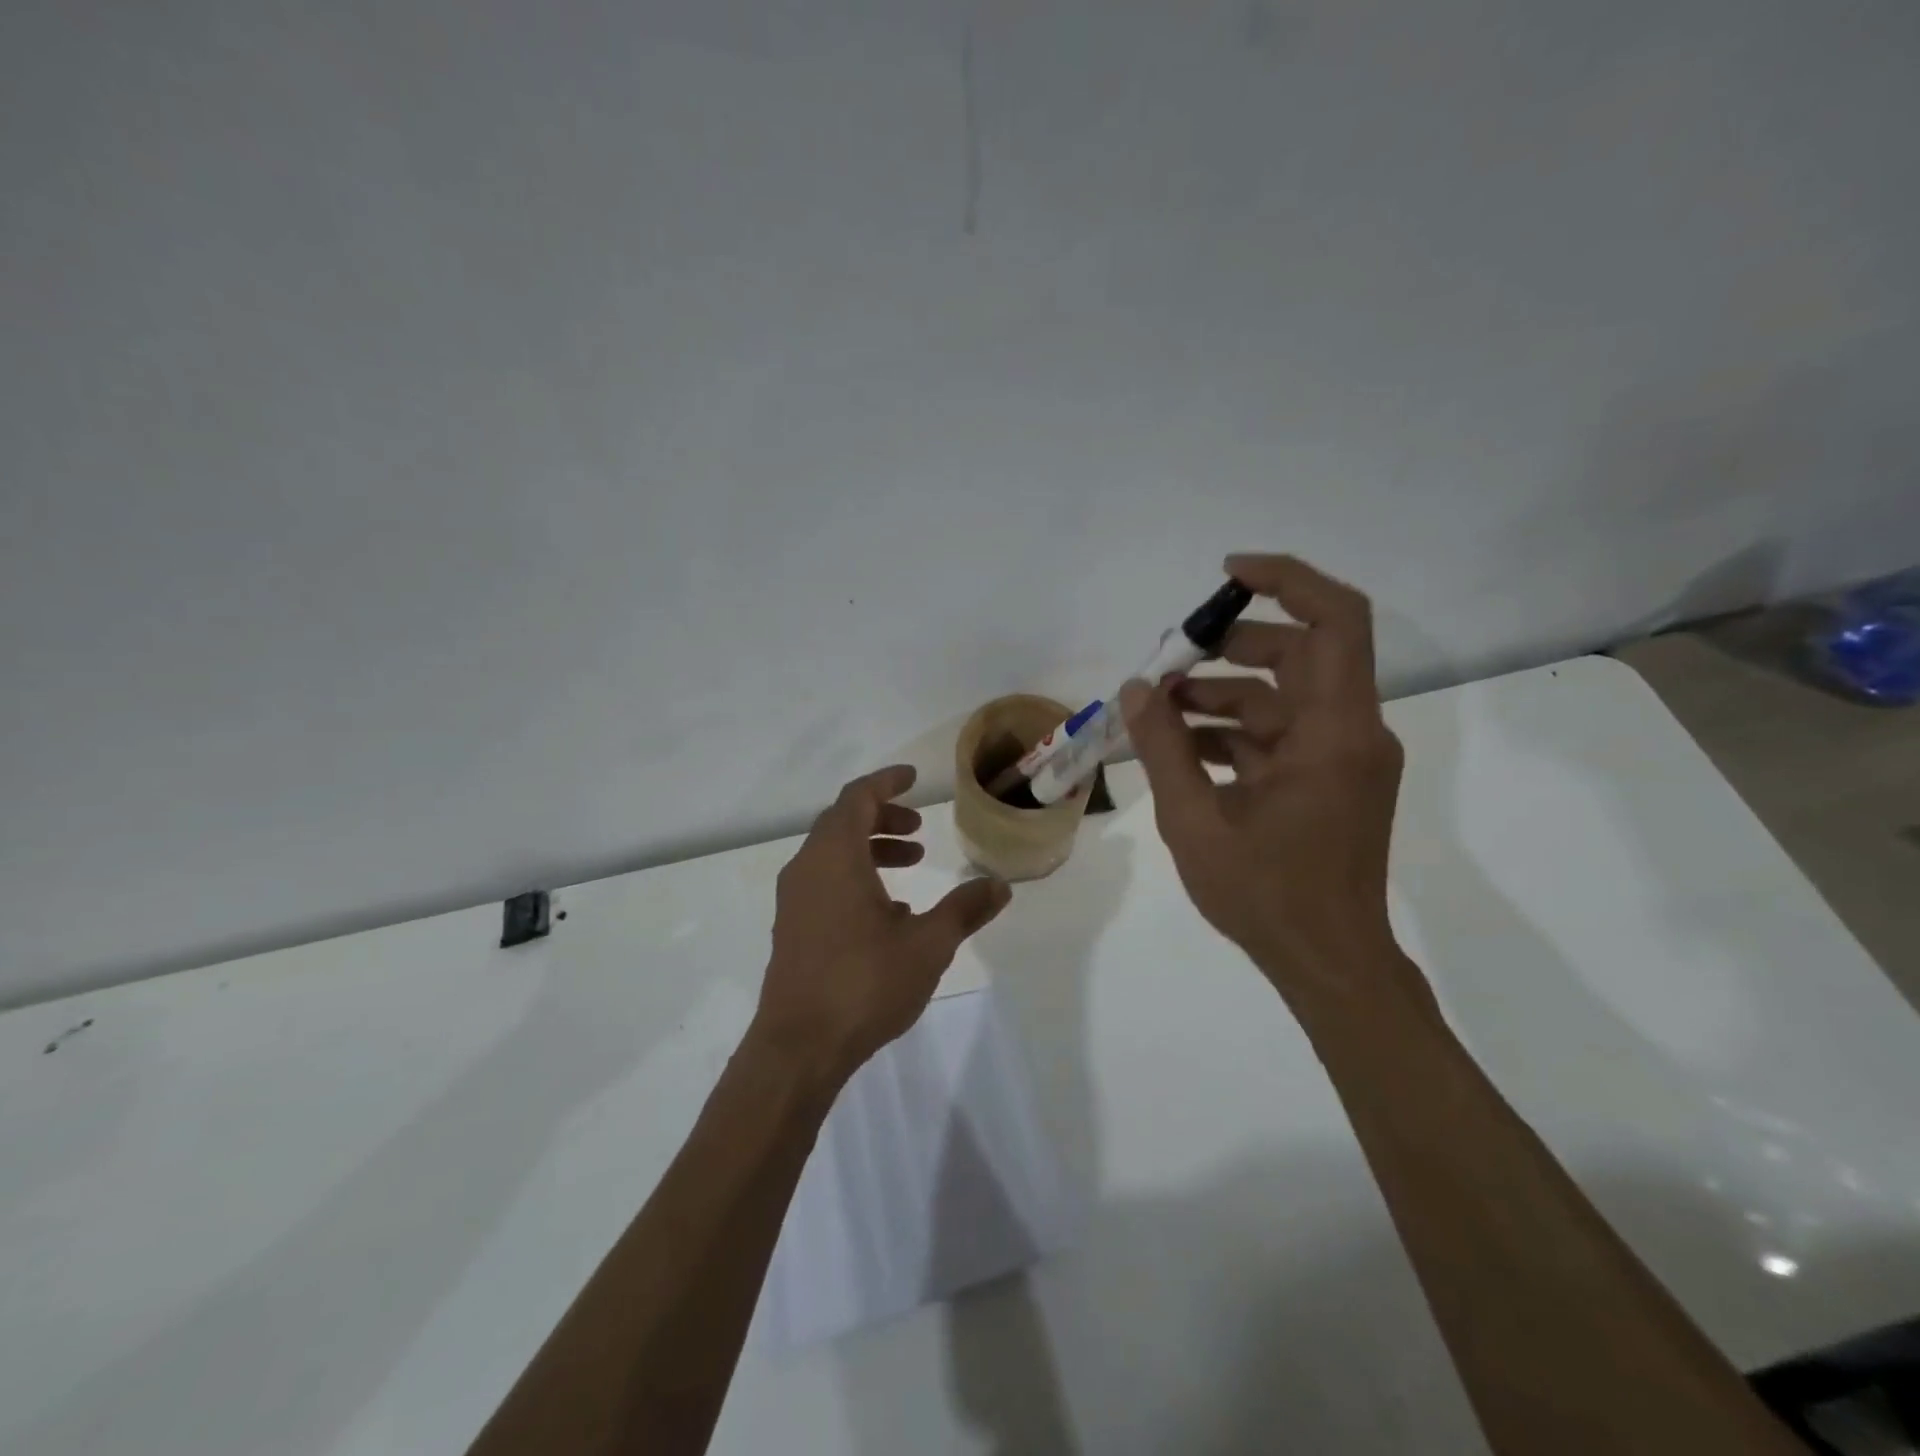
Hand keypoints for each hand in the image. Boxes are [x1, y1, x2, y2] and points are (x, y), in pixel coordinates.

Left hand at [753, 765, 1012, 1083]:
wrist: (799, 1047)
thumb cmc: (864, 984)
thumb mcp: (928, 944)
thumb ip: (964, 909)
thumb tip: (1000, 885)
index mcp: (835, 857)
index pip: (857, 797)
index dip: (886, 782)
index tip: (913, 779)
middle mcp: (807, 868)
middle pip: (843, 822)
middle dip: (883, 818)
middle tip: (919, 831)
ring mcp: (794, 899)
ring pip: (832, 853)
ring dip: (870, 848)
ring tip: (911, 865)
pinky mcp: (791, 927)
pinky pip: (823, 881)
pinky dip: (854, 876)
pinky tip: (887, 912)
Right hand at [1120, 554, 1413, 1006]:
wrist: (1327, 963)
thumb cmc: (1266, 894)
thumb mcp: (1195, 820)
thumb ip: (1163, 747)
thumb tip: (1135, 689)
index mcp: (1334, 732)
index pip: (1336, 621)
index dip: (1287, 581)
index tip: (1226, 576)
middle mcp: (1349, 732)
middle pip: (1298, 654)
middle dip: (1229, 647)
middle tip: (1166, 659)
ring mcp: (1339, 758)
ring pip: (1280, 698)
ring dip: (1219, 696)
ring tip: (1155, 710)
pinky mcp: (1325, 782)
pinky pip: (1277, 737)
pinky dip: (1231, 734)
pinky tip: (1179, 749)